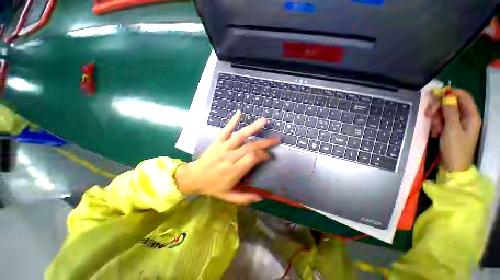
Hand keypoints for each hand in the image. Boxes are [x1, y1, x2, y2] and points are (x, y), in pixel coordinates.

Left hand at [174, 111, 279, 203]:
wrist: (193, 177)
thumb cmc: (212, 187)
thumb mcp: (228, 197)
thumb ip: (245, 198)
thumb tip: (261, 197)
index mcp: (234, 171)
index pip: (253, 159)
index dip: (263, 155)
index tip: (269, 155)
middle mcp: (230, 157)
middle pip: (250, 147)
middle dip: (265, 142)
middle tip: (276, 139)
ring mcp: (223, 147)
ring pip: (240, 136)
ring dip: (253, 128)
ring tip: (264, 121)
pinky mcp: (217, 142)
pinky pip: (225, 130)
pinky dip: (232, 121)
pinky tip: (240, 113)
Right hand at [425, 88, 481, 171]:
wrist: (453, 167)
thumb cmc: (455, 149)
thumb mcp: (452, 129)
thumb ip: (450, 111)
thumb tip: (447, 95)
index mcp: (471, 115)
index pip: (462, 95)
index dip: (449, 93)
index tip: (434, 96)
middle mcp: (467, 117)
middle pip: (452, 103)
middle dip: (439, 107)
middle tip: (428, 114)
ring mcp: (459, 123)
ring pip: (445, 112)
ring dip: (436, 118)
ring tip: (434, 129)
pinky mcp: (452, 129)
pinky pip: (443, 120)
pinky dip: (437, 124)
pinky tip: (435, 132)